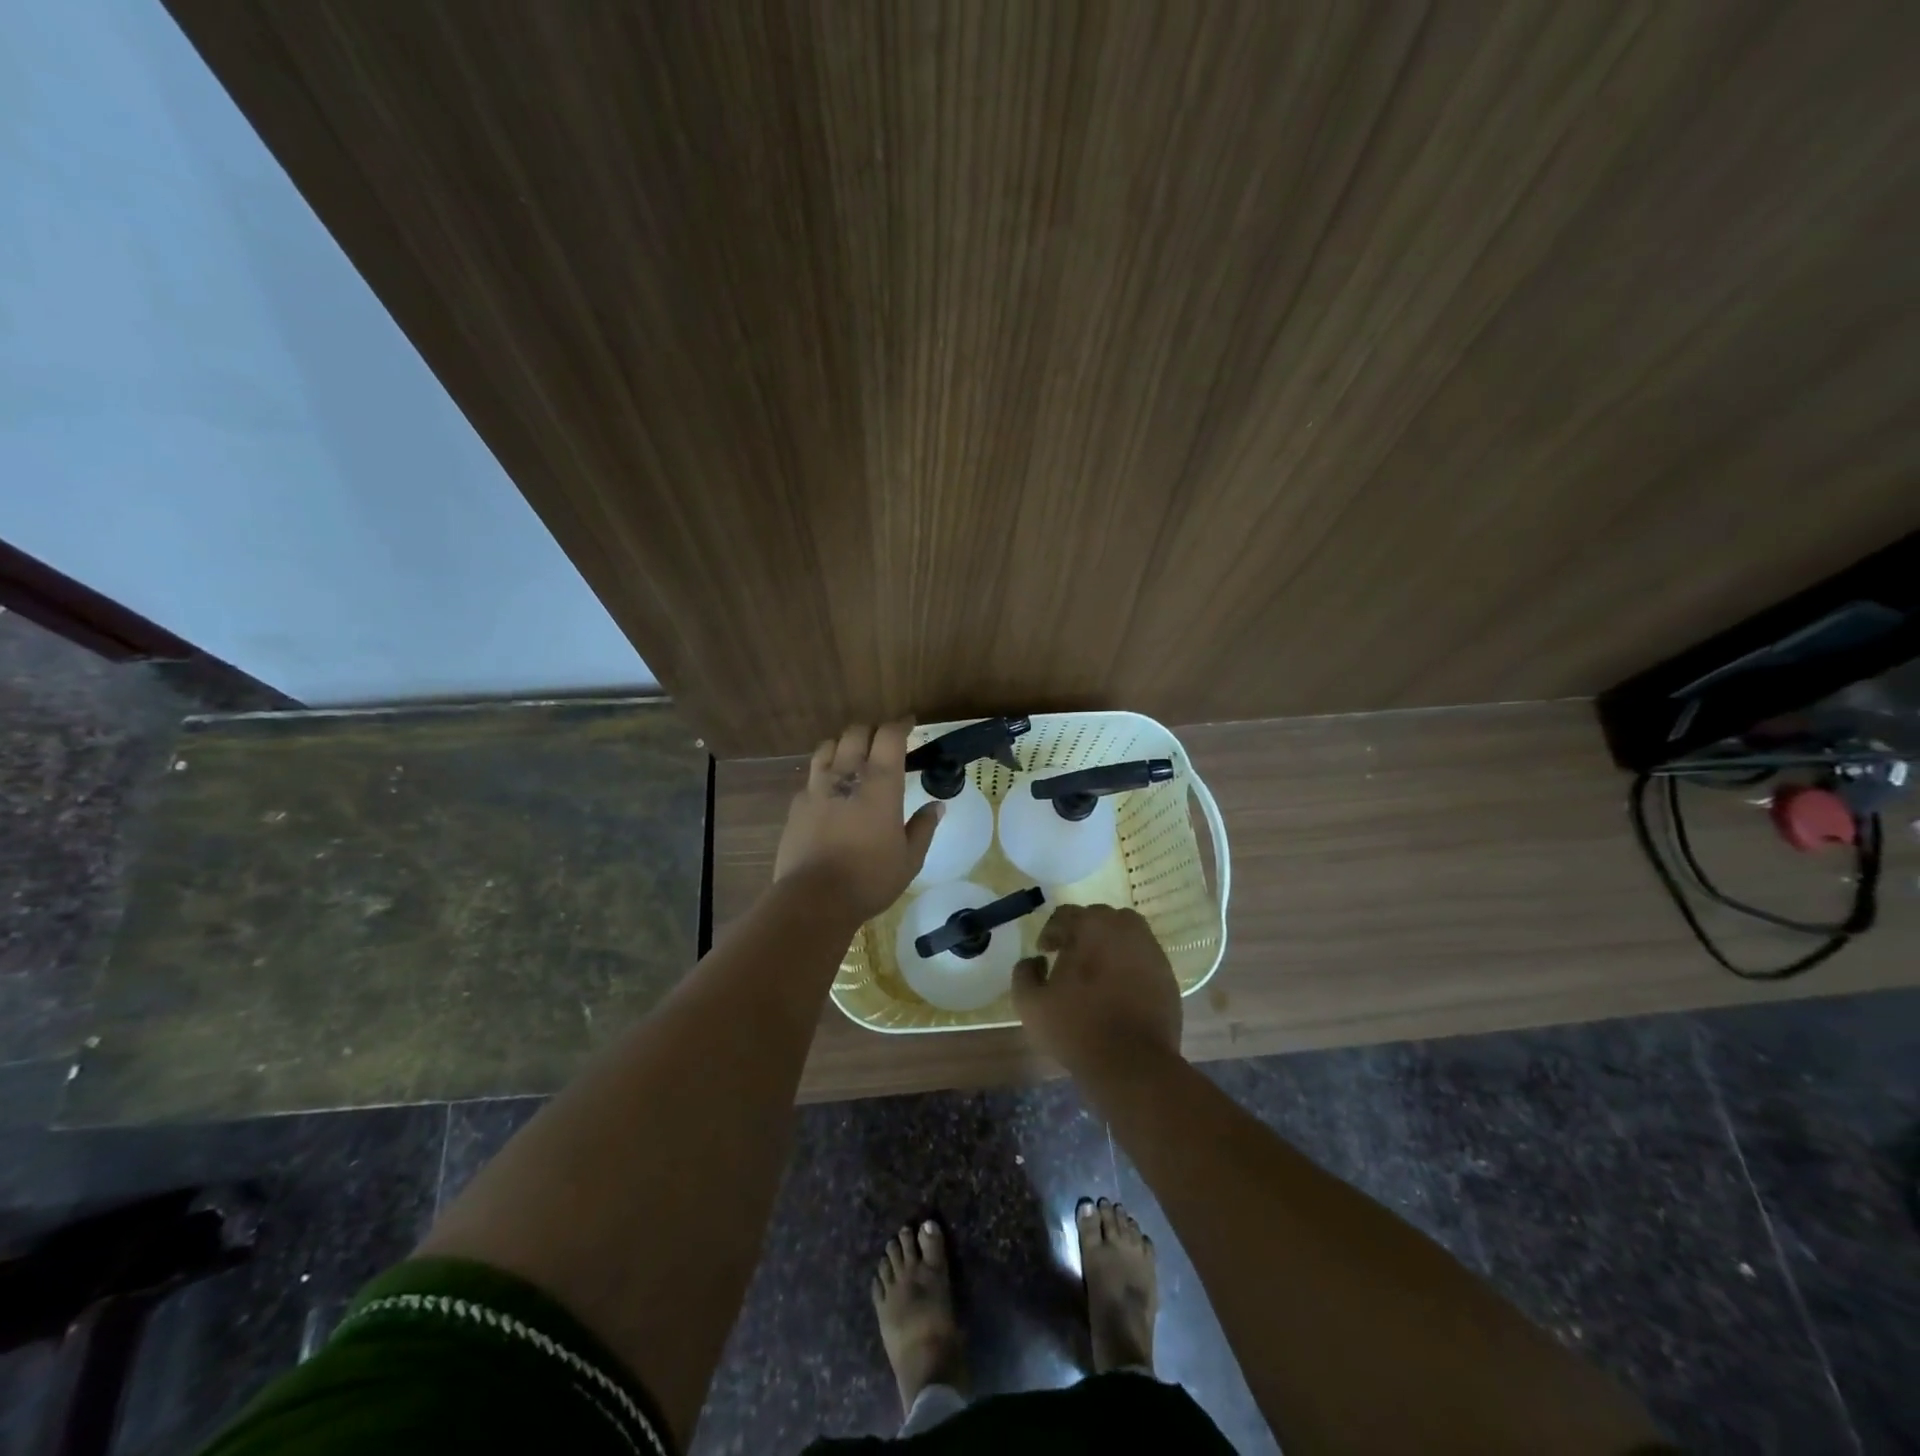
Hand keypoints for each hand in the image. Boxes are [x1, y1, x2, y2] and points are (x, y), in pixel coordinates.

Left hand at [774, 721, 941, 922]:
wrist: (814, 898)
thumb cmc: (870, 878)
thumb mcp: (910, 858)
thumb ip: (924, 827)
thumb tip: (937, 806)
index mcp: (880, 783)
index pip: (889, 735)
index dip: (900, 724)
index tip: (909, 724)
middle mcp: (846, 775)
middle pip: (855, 732)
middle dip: (871, 730)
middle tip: (882, 742)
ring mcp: (816, 787)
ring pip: (828, 747)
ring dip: (843, 744)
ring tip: (852, 757)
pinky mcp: (797, 805)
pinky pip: (811, 776)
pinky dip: (823, 774)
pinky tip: (829, 791)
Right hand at [1011, 904, 1182, 1076]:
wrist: (1132, 1064)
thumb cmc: (1077, 1028)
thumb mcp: (1030, 1004)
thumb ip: (1024, 973)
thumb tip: (1035, 961)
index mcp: (1091, 926)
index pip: (1065, 914)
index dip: (1051, 932)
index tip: (1045, 952)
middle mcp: (1124, 928)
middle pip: (1098, 918)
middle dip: (1081, 933)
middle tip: (1070, 958)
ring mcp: (1150, 950)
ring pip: (1125, 933)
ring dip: (1109, 943)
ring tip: (1098, 969)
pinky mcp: (1167, 973)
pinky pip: (1143, 956)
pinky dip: (1130, 963)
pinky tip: (1119, 987)